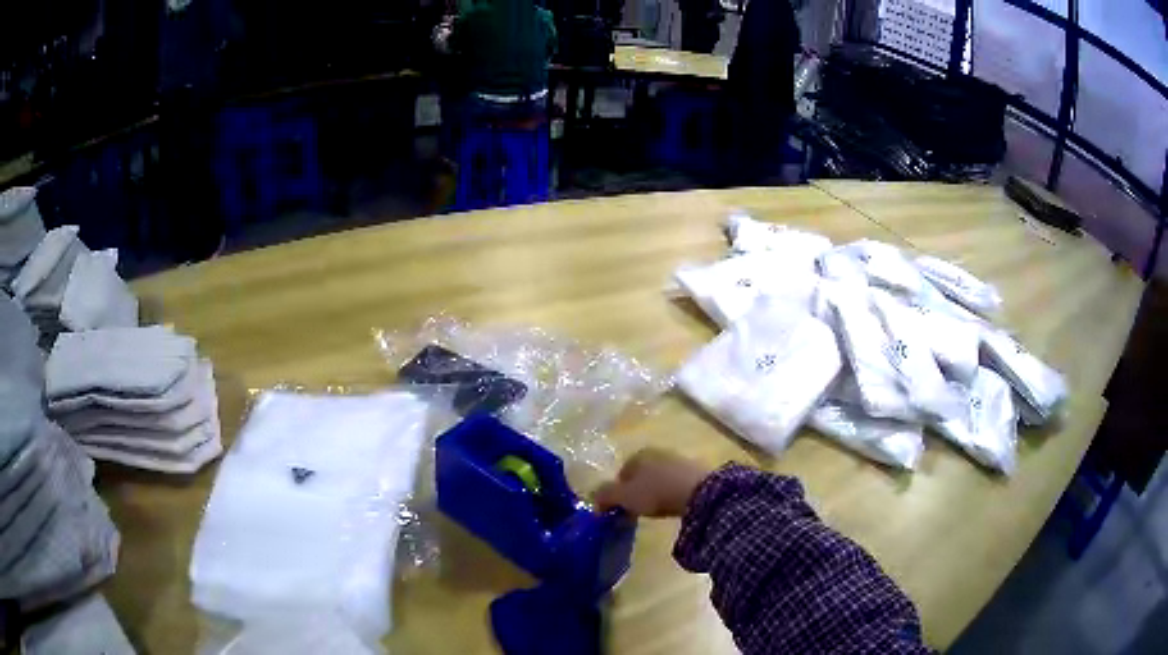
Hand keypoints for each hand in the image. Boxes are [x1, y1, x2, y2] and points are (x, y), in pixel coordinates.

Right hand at [594, 448, 710, 517]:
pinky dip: (670, 494)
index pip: (621, 474)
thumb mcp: (624, 497)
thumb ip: (605, 495)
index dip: (617, 493)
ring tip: (655, 511)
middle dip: (636, 492)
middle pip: (640, 475)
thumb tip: (592, 498)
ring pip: (657, 479)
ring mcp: (677, 460)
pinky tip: (672, 506)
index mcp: (638, 454)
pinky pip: (674, 484)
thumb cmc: (656, 492)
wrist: (699, 492)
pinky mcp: (694, 471)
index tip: (620, 510)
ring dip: (654, 493)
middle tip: (636, 511)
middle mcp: (657, 452)